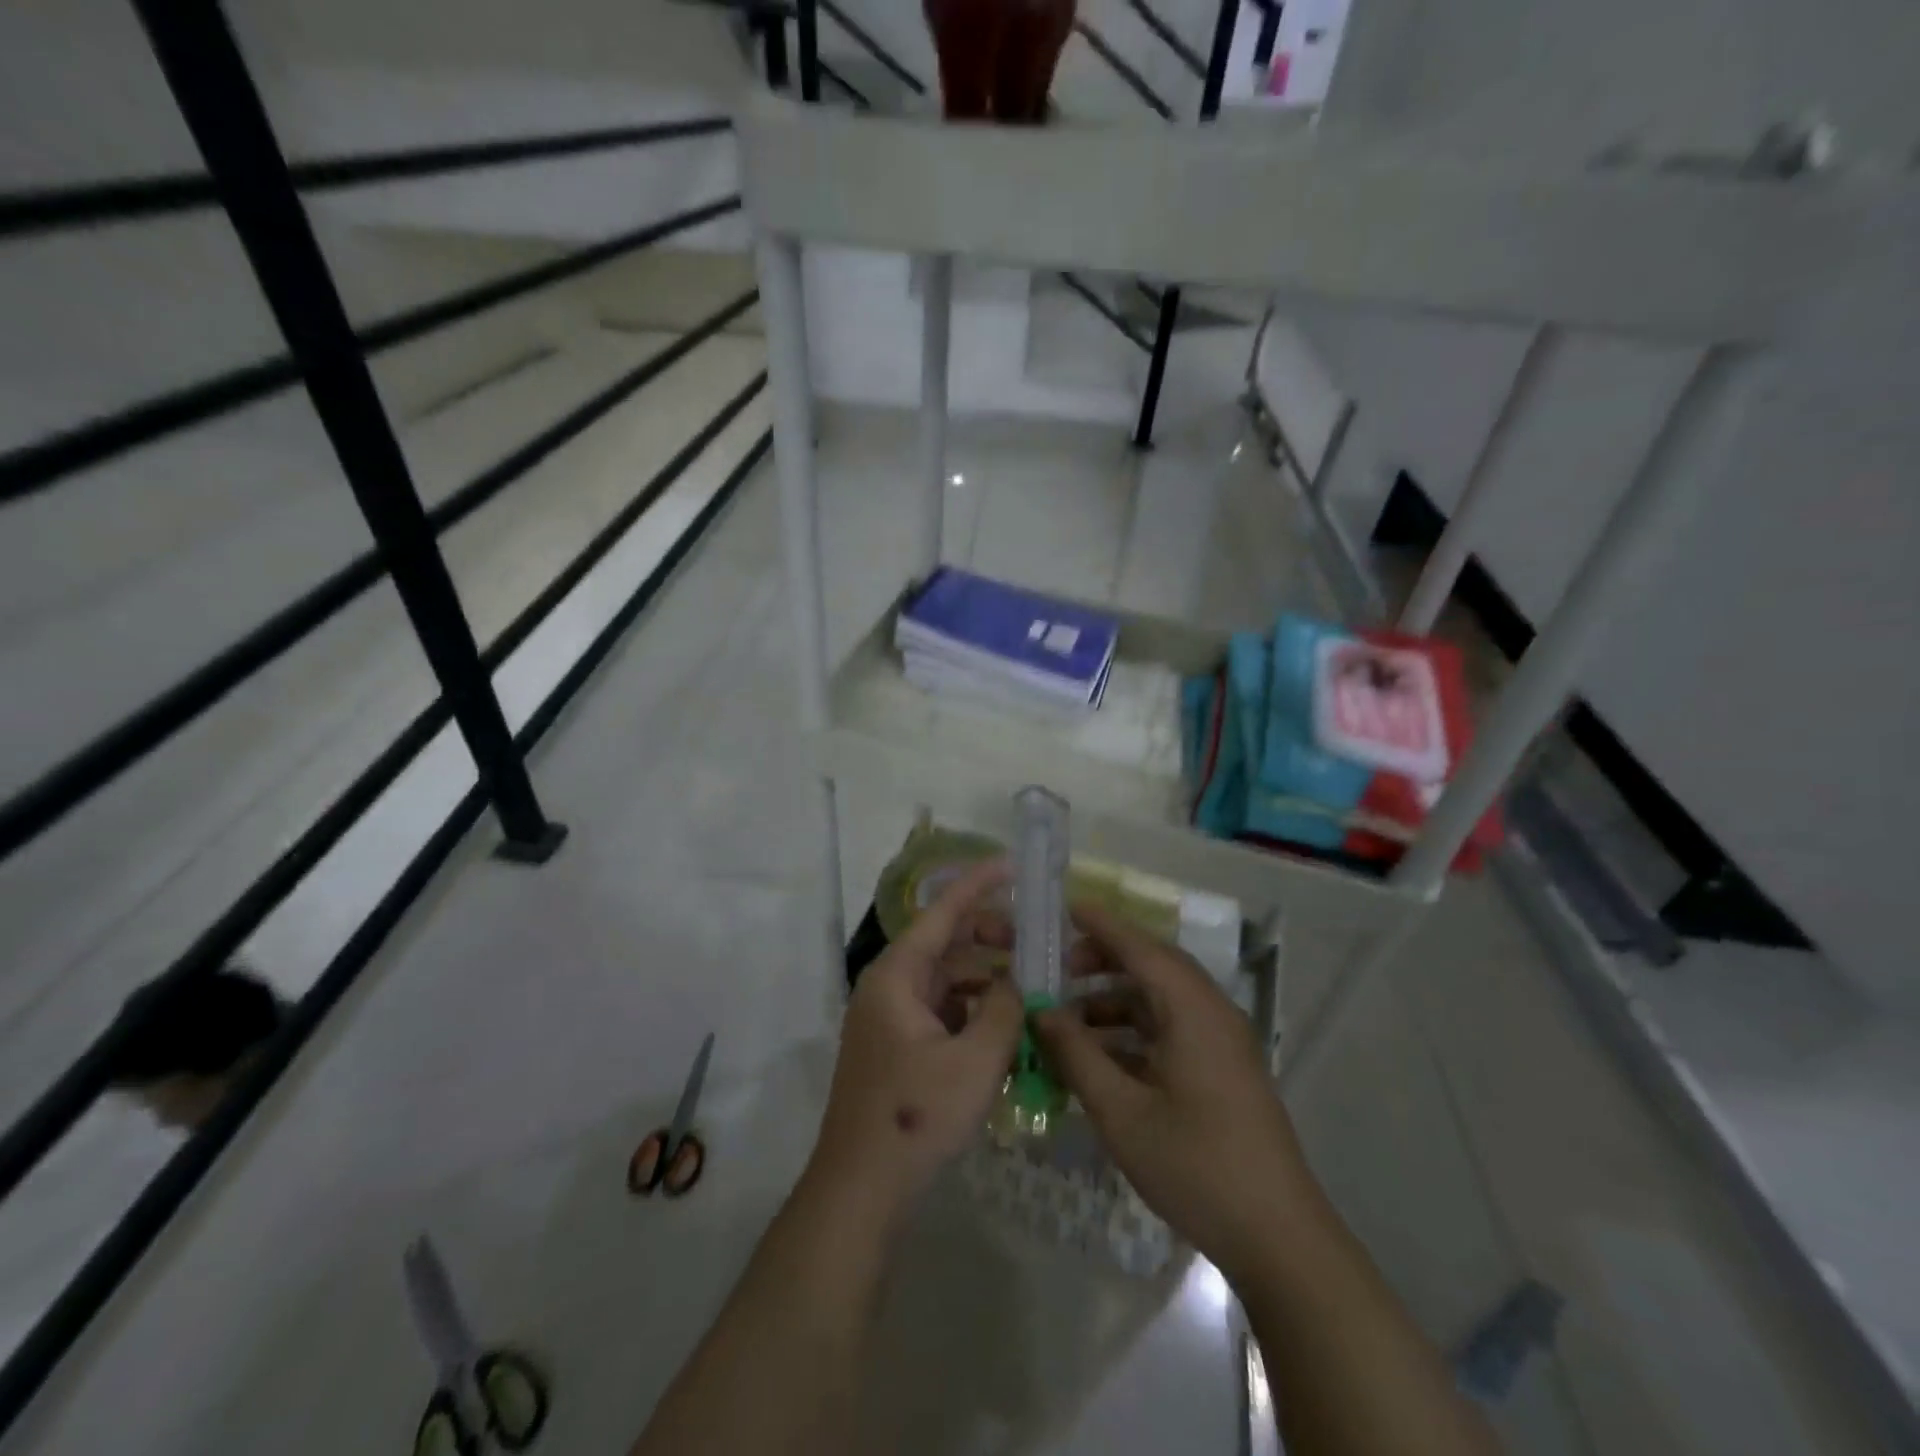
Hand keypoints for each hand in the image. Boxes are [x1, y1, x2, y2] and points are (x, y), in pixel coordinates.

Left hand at [809, 859, 1023, 1224]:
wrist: (861, 1189)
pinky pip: (942, 1011)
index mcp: (897, 976)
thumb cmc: (915, 1117)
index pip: (942, 912)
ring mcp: (891, 1019)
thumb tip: (1021, 982)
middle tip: (1036, 946)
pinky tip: (1007, 1026)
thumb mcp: (976, 1061)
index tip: (1013, 866)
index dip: (978, 884)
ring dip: (986, 978)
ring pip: (946, 980)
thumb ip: (1006, 1010)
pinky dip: (973, 1009)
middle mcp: (889, 987)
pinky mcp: (899, 1048)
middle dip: (990, 938)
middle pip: (945, 944)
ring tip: (1032, 987)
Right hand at [1033, 904, 1312, 1283]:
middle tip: (1059, 968)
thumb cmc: (1195, 1165)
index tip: (1064, 908)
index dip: (1101, 924)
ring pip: (1162, 1000)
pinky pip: (1172, 1030)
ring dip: (1116, 999)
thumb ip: (1077, 1054)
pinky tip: (1100, 1055)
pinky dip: (1134, 1030)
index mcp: (1192, 1010)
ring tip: (1069, 1016)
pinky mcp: (1223, 1070)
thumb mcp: (1121, 1112)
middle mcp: (1211, 1013)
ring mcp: (1221, 1043)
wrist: (1278, 1238)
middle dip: (1105, 959)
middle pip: (1154, 966)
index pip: (1141, 947)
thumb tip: (1041, 1011)